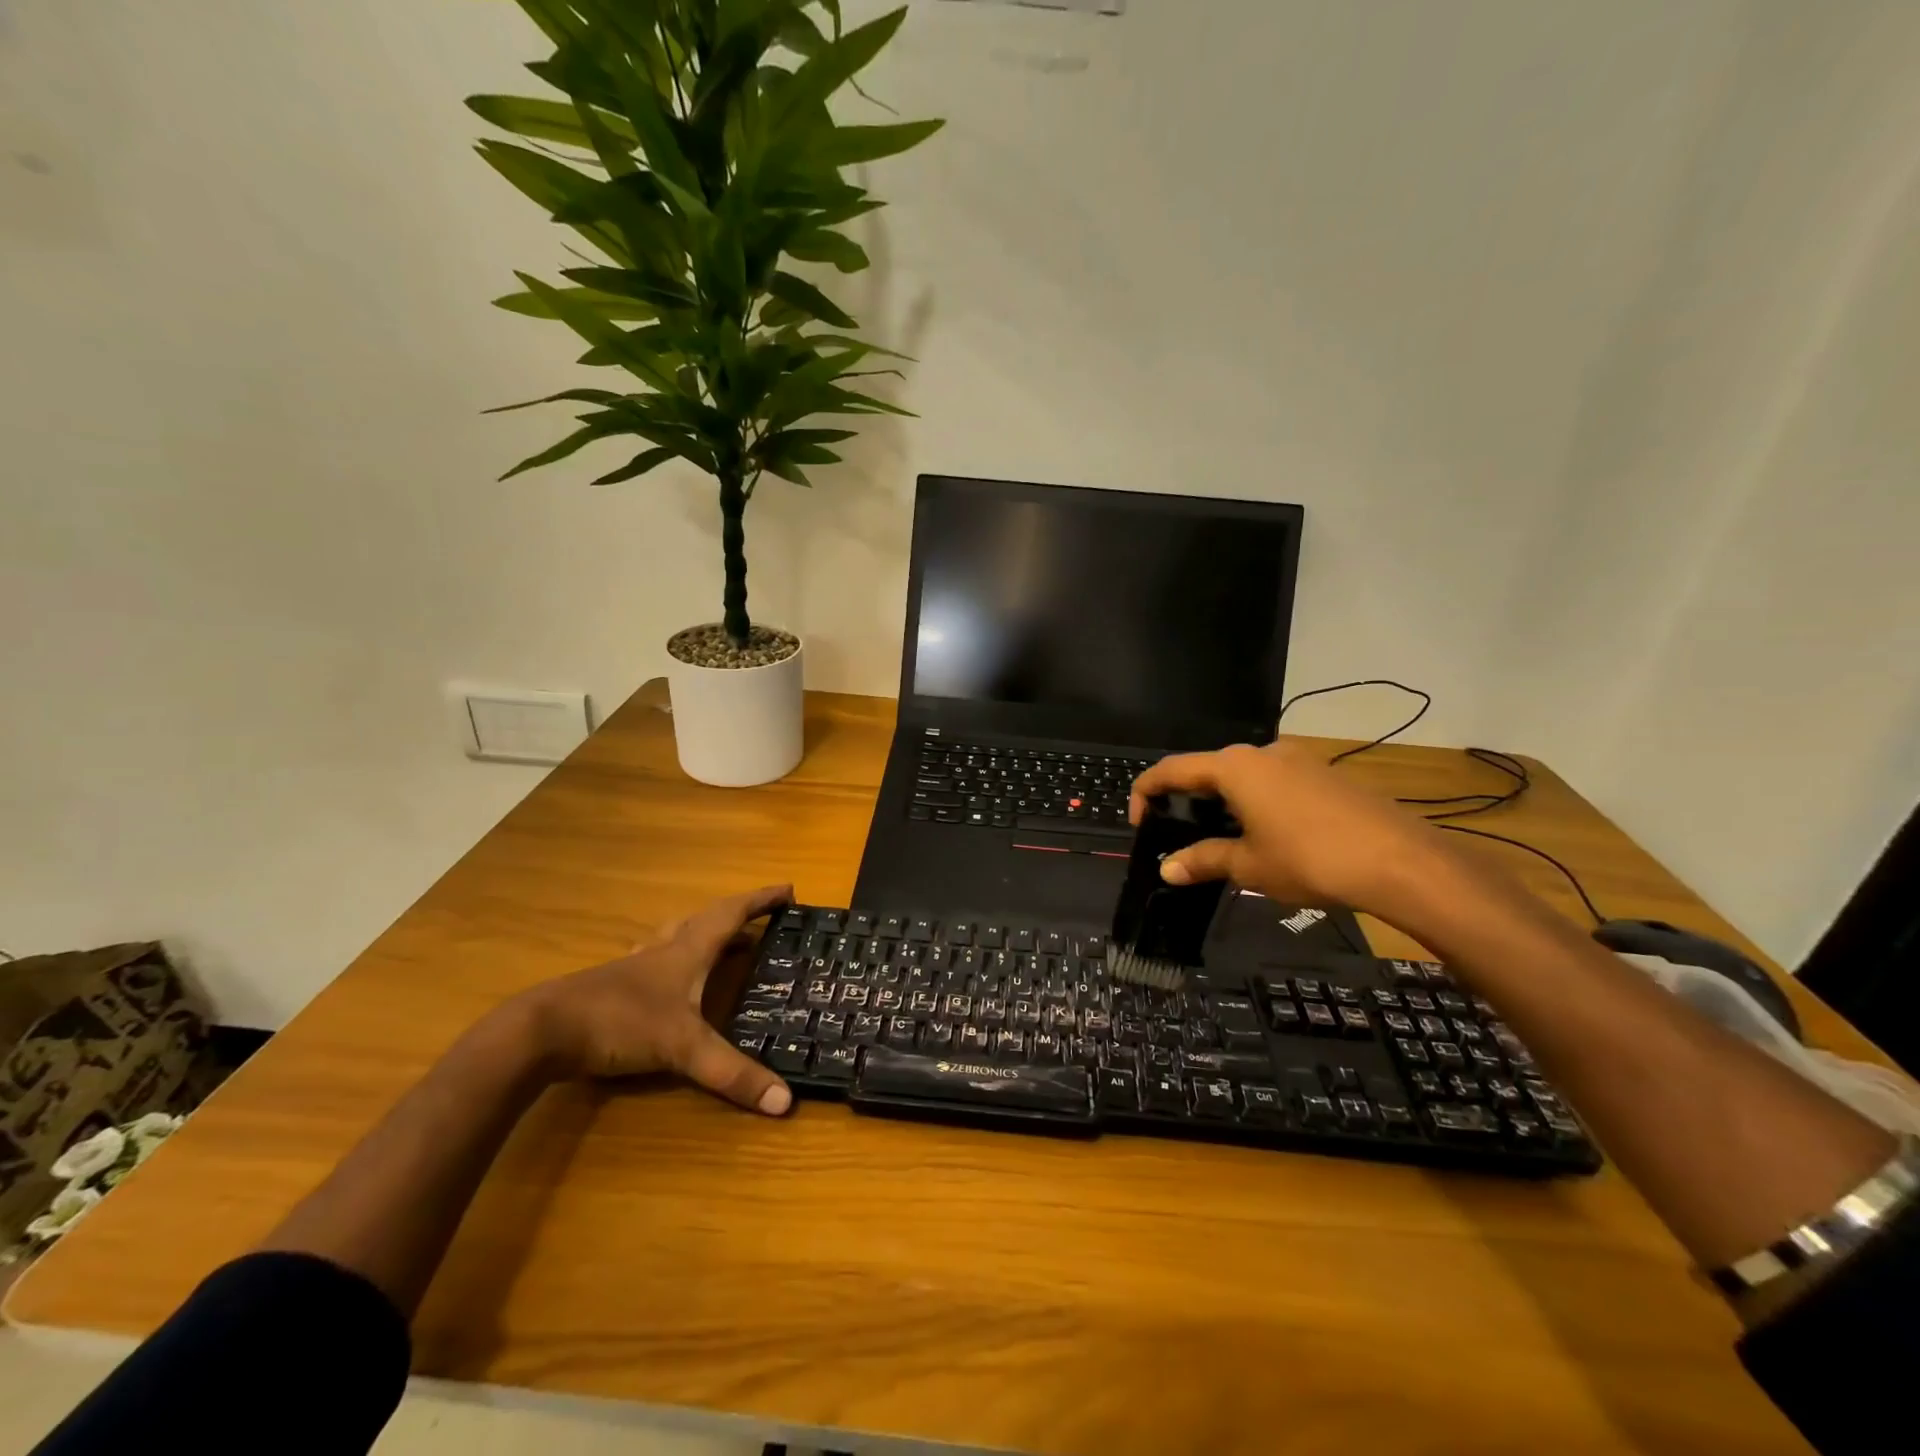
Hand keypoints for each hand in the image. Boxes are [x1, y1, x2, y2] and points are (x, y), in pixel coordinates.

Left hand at [520, 884, 794, 1115]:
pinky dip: (674, 962)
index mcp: (686, 951)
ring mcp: (635, 968)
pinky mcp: (613, 988)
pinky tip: (671, 983)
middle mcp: (663, 950)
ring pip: (676, 937)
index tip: (789, 890)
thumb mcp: (682, 1048)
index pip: (731, 914)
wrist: (540, 1032)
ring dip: (704, 935)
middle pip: (705, 920)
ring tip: (724, 947)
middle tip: (762, 925)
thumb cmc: (619, 1022)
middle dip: (737, 917)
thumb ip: (732, 1073)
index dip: (761, 900)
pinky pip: (655, 962)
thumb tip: (785, 1101)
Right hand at [1128, 742, 1443, 913]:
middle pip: (1207, 770)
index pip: (1171, 770)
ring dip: (1223, 804)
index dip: (1145, 793)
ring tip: (1223, 842)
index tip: (1139, 824)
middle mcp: (1262, 752)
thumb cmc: (1309, 858)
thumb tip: (1167, 869)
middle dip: (1187, 802)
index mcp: (1233, 767)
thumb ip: (1202, 860)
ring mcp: (1297, 760)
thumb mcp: (1248, 865)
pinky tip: (1267, 837)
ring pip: (1243, 777)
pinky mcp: (1324, 774)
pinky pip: (1274, 783)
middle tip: (1181, 838)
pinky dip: (1255, 804)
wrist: (1400, 861)